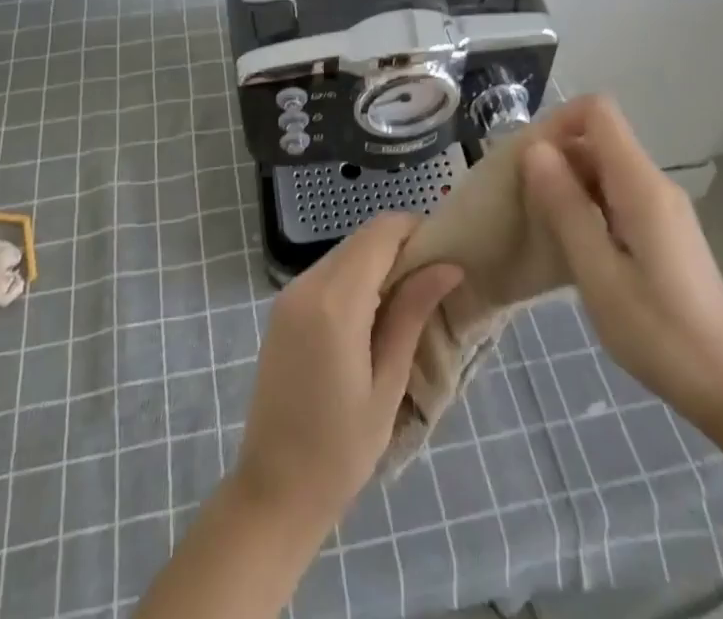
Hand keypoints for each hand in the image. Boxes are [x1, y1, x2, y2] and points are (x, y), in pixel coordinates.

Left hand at [232, 213, 461, 538]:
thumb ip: (412, 313)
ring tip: (408, 302)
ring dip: (377, 262)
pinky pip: (327, 273)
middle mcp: (307, 284)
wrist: (274, 491)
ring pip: (344, 252)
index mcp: (335, 300)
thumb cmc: (341, 449)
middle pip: (362, 238)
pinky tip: (373, 315)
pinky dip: (354, 278)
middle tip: (433, 283)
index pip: (380, 232)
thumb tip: (448, 266)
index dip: (415, 230)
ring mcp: (290, 294)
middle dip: (400, 247)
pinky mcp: (283, 309)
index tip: (444, 256)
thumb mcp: (388, 383)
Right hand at [521, 95, 722, 430]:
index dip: (557, 122)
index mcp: (641, 185)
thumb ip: (565, 207)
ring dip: (569, 185)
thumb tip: (535, 149)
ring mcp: (663, 208)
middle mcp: (654, 184)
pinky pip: (617, 196)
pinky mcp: (664, 232)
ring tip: (543, 227)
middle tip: (524, 200)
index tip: (528, 160)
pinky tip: (575, 248)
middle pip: (598, 139)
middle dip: (556, 157)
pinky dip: (588, 207)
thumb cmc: (661, 334)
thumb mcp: (599, 274)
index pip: (597, 111)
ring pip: (605, 169)